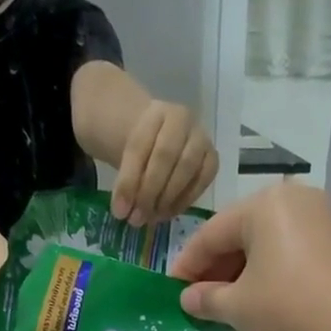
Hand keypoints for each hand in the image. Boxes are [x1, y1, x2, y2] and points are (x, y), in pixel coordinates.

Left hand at [111, 102, 218, 224]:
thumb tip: (123, 212)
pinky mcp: (212, 160)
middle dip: (148, 192)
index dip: (128, 181)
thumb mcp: (127, 155)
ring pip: (185, 170)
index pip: (139, 147)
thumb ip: (125, 179)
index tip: (118, 211)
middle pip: (164, 157)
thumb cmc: (143, 148)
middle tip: (136, 219)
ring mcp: (201, 139)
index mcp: (155, 112)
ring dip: (166, 200)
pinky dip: (183, 201)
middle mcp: (182, 120)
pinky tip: (167, 213)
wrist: (162, 137)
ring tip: (151, 218)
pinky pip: (200, 183)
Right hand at [168, 183, 330, 330]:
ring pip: (269, 244)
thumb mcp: (237, 307)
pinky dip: (272, 273)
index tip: (173, 288)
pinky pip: (293, 253)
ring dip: (244, 271)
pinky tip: (262, 298)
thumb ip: (207, 299)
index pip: (213, 234)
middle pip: (243, 234)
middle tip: (199, 297)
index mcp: (265, 204)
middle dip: (218, 267)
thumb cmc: (286, 310)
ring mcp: (323, 220)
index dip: (188, 264)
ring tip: (228, 302)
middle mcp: (296, 201)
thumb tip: (188, 299)